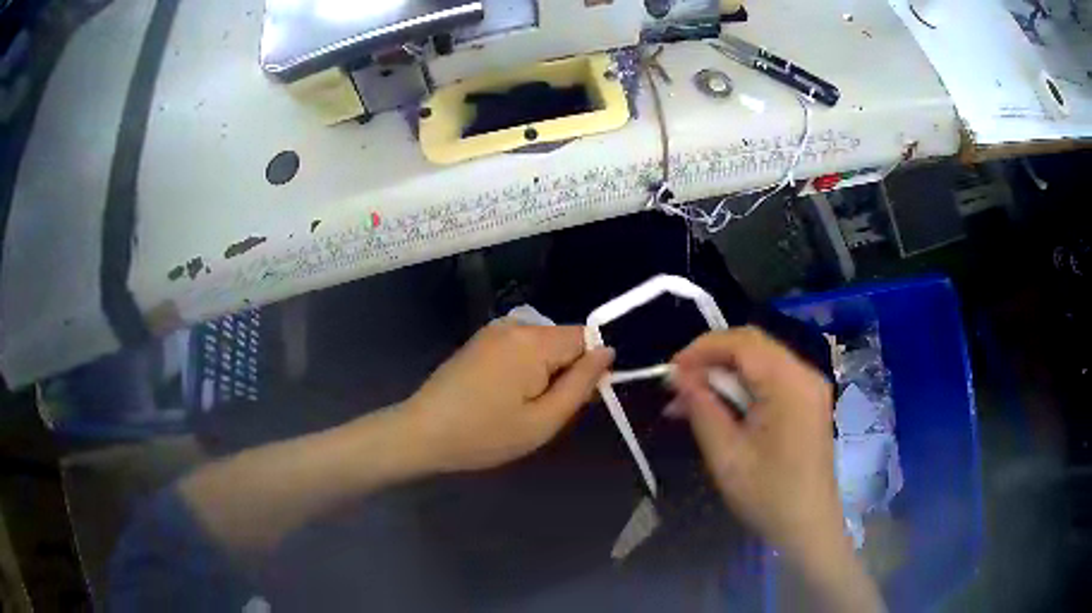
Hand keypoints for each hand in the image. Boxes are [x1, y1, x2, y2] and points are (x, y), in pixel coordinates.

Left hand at [403, 321, 613, 473]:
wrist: (423, 432)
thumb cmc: (485, 434)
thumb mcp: (543, 421)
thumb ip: (581, 385)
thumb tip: (608, 352)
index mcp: (534, 340)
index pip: (586, 338)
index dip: (590, 369)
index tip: (576, 401)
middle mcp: (515, 324)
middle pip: (563, 341)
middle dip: (565, 373)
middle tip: (544, 413)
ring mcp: (494, 330)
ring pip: (543, 346)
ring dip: (545, 373)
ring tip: (521, 409)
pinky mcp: (480, 340)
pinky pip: (521, 348)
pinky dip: (525, 369)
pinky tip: (504, 397)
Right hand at [671, 327, 841, 560]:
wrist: (808, 526)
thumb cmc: (768, 495)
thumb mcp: (726, 455)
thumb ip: (702, 408)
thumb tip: (679, 376)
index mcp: (790, 383)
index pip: (742, 342)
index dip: (701, 349)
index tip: (670, 372)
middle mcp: (805, 374)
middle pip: (753, 345)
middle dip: (711, 359)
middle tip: (678, 387)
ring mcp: (810, 386)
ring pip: (760, 360)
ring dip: (724, 374)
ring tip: (691, 401)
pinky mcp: (808, 401)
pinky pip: (771, 378)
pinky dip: (742, 386)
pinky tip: (720, 408)